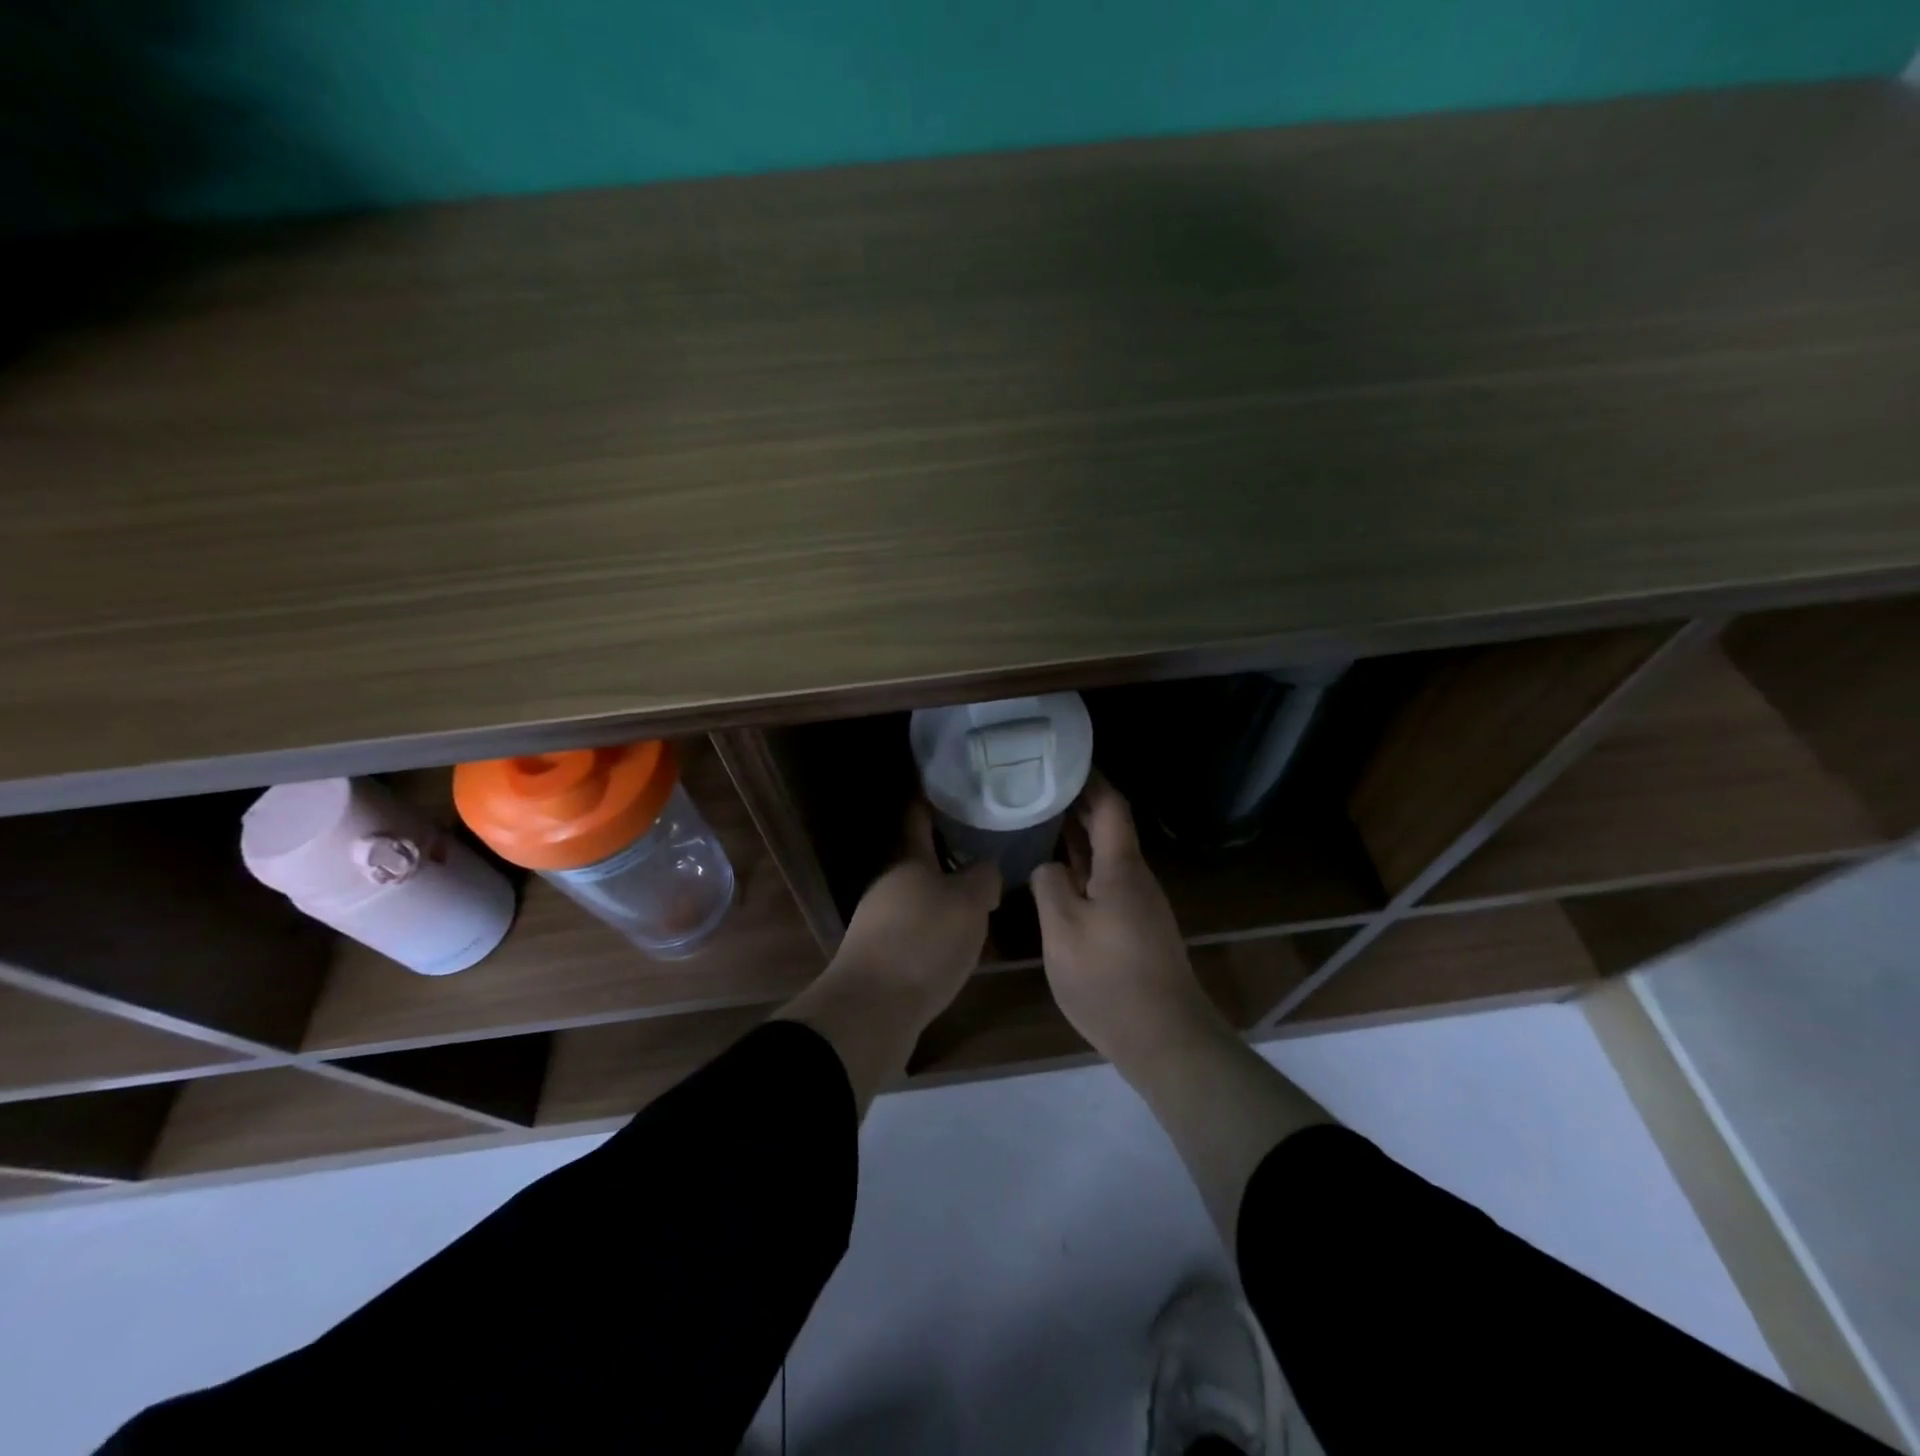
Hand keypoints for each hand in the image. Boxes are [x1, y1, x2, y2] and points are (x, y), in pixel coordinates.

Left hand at [832, 803, 1001, 1027]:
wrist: (872, 1009)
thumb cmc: (924, 942)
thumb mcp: (969, 904)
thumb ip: (983, 879)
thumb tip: (985, 868)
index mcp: (909, 862)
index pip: (919, 820)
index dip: (933, 803)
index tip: (952, 791)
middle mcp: (888, 885)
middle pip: (921, 864)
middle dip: (951, 861)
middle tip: (985, 860)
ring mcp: (877, 921)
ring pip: (918, 900)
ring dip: (944, 900)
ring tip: (979, 908)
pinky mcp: (877, 956)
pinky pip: (913, 932)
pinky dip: (934, 933)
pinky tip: (955, 948)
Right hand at [1031, 776, 1222, 1069]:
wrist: (1164, 1036)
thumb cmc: (1109, 977)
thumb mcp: (1063, 929)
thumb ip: (1050, 886)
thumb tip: (1047, 866)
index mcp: (1121, 867)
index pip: (1110, 806)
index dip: (1091, 779)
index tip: (1064, 760)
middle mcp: (1134, 877)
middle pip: (1108, 827)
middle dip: (1078, 803)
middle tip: (1039, 786)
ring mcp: (1137, 904)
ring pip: (1105, 856)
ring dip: (1077, 836)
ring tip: (1040, 820)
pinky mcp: (1134, 927)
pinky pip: (1104, 881)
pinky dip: (1081, 866)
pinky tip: (1057, 873)